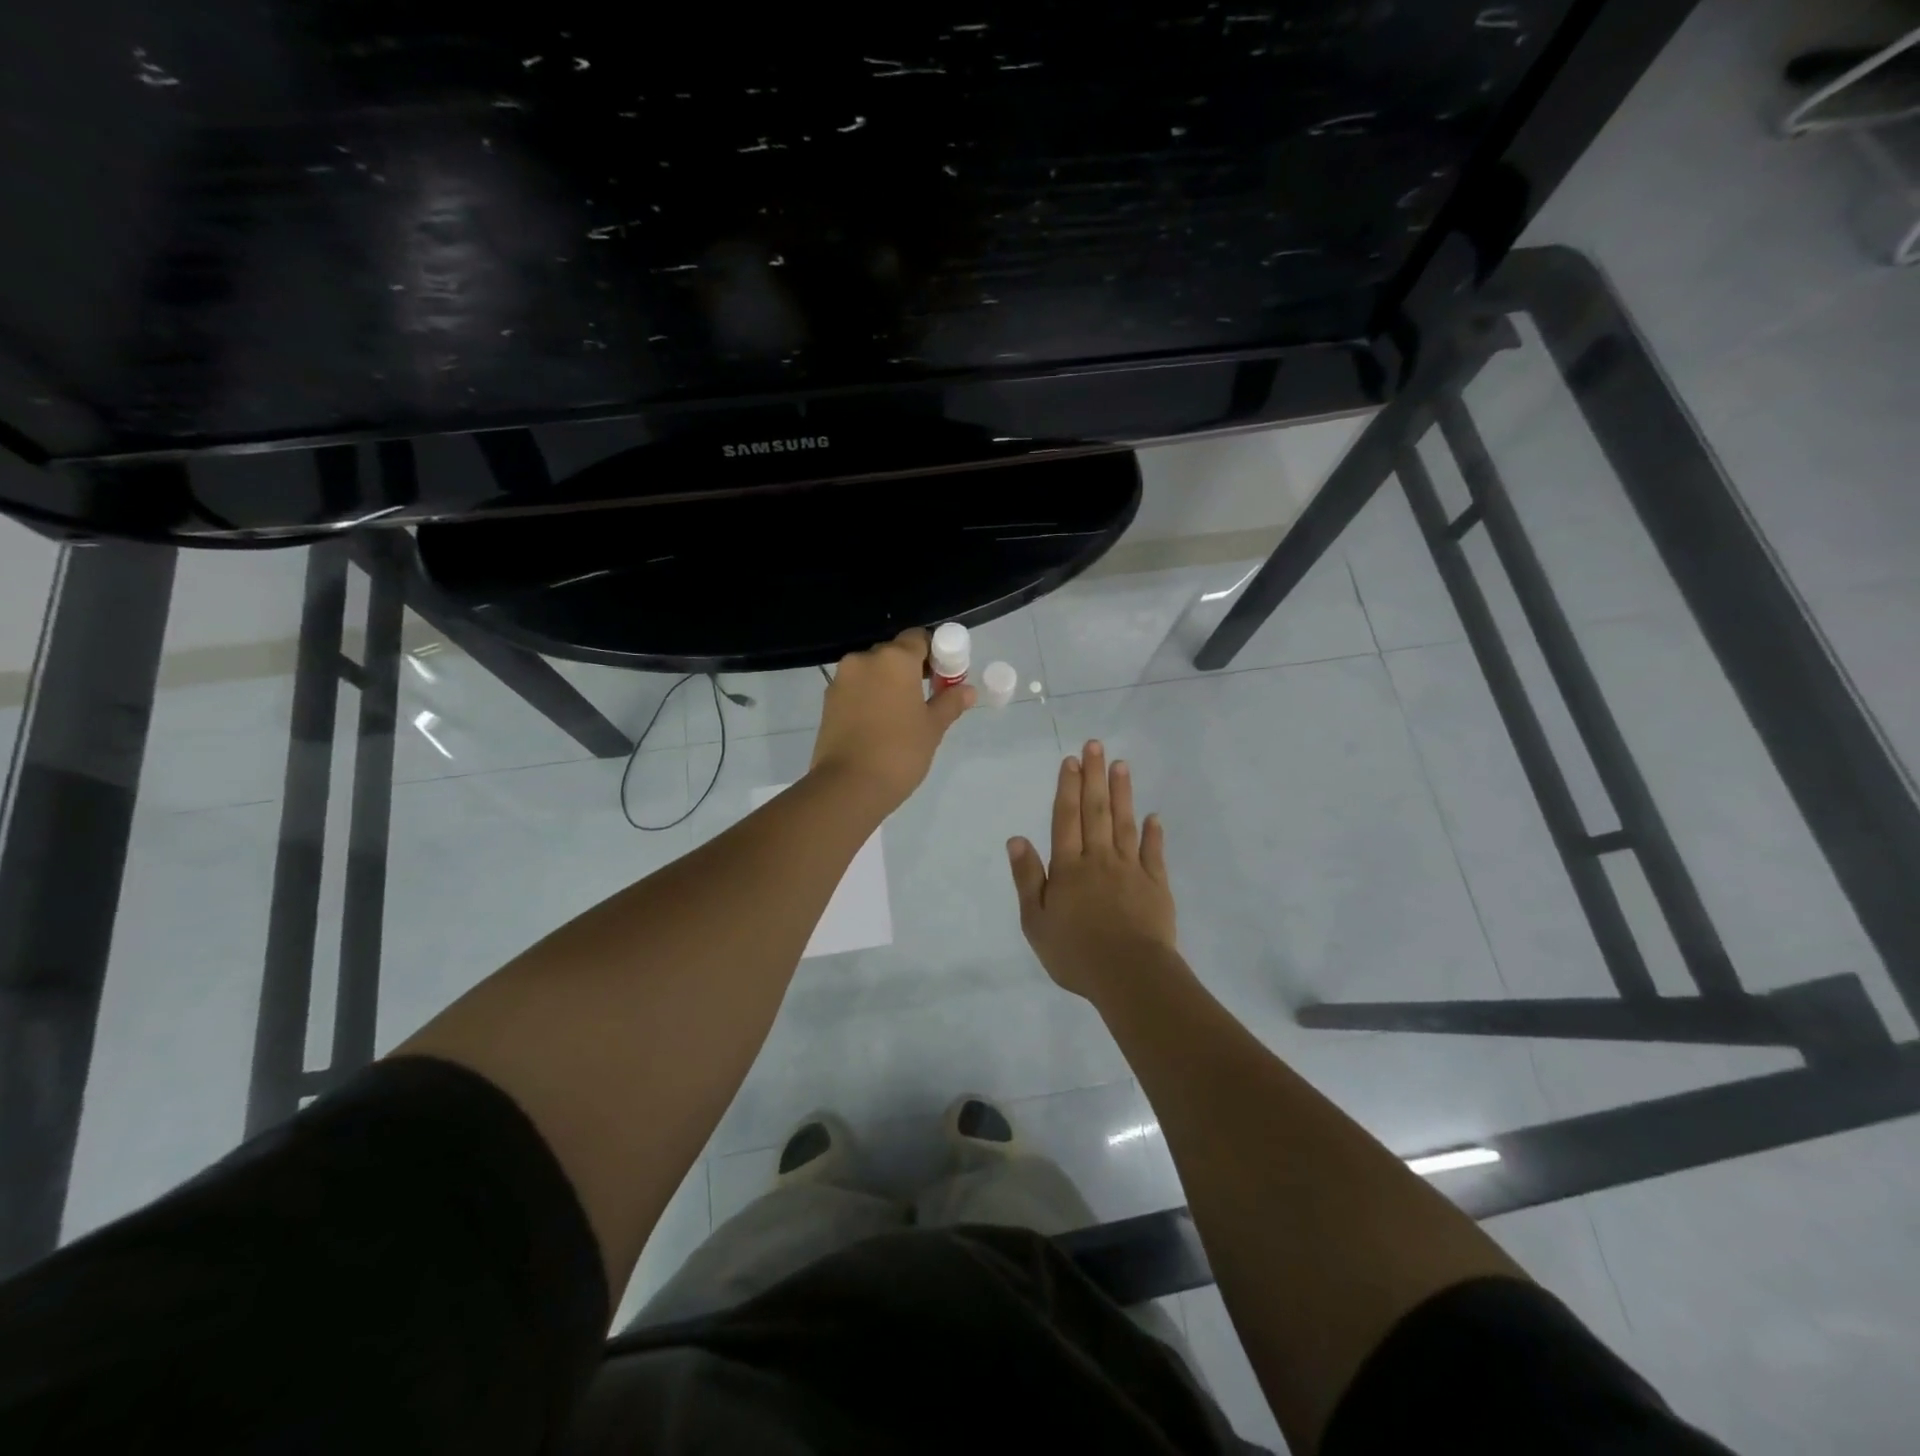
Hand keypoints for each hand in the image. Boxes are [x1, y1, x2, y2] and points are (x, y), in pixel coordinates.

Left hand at [810, 628, 974, 812]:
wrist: (849, 785)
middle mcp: (864, 660)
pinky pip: (856, 688)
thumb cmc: (900, 751)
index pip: (919, 638)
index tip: (944, 676)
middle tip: (926, 697)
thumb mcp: (932, 728)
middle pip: (894, 653)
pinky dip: (870, 696)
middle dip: (911, 668)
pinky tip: (879, 723)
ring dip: (888, 683)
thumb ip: (950, 702)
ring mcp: (842, 679)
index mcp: (895, 659)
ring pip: (872, 671)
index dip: (935, 653)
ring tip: (902, 714)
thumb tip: (967, 690)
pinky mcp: (828, 701)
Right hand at [1007, 740, 1178, 999]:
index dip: (1067, 788)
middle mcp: (1099, 859)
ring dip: (1122, 793)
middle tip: (1095, 745)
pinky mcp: (1156, 885)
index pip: (1066, 819)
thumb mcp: (1036, 921)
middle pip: (1095, 811)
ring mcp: (1130, 870)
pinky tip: (1154, 816)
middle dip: (1094, 777)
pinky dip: (1153, 833)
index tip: (1070, 761)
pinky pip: (1153, 853)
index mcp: (1068, 868)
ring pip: (1124, 823)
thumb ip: (1028, 877)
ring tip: (1121, 765)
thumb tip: (1016, 838)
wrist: (1129, 975)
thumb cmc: (1075, 953)